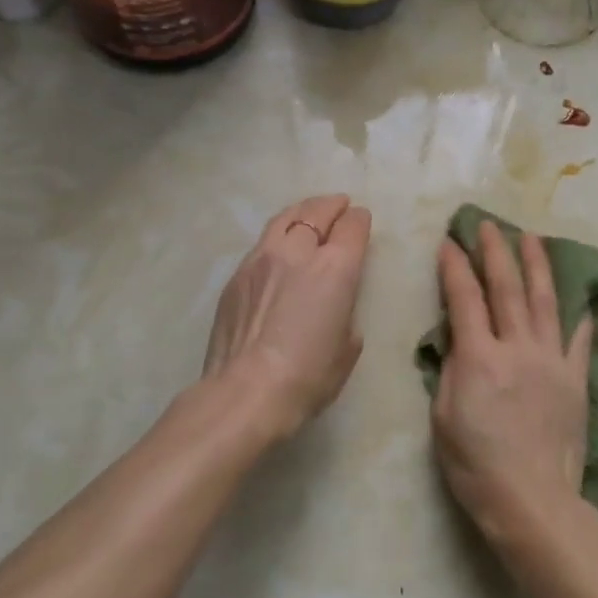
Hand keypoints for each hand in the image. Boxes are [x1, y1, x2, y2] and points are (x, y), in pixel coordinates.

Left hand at [203, 195, 372, 443]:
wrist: (246, 392)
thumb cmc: (308, 376)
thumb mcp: (348, 347)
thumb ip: (346, 312)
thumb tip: (334, 304)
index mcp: (336, 268)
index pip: (352, 226)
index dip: (360, 220)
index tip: (361, 221)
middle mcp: (298, 252)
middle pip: (317, 211)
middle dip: (332, 205)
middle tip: (340, 205)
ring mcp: (261, 259)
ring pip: (284, 219)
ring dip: (302, 212)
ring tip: (309, 213)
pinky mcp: (236, 275)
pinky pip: (262, 243)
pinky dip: (278, 237)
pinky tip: (279, 249)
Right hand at [432, 221, 593, 546]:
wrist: (532, 500)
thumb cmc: (476, 465)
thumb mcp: (444, 417)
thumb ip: (452, 369)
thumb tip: (458, 338)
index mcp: (479, 358)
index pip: (464, 298)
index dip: (455, 267)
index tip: (449, 241)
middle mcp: (518, 348)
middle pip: (507, 288)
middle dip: (496, 251)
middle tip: (489, 224)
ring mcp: (552, 361)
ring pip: (544, 301)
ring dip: (537, 265)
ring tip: (531, 237)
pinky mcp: (576, 379)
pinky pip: (578, 339)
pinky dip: (577, 315)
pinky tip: (579, 297)